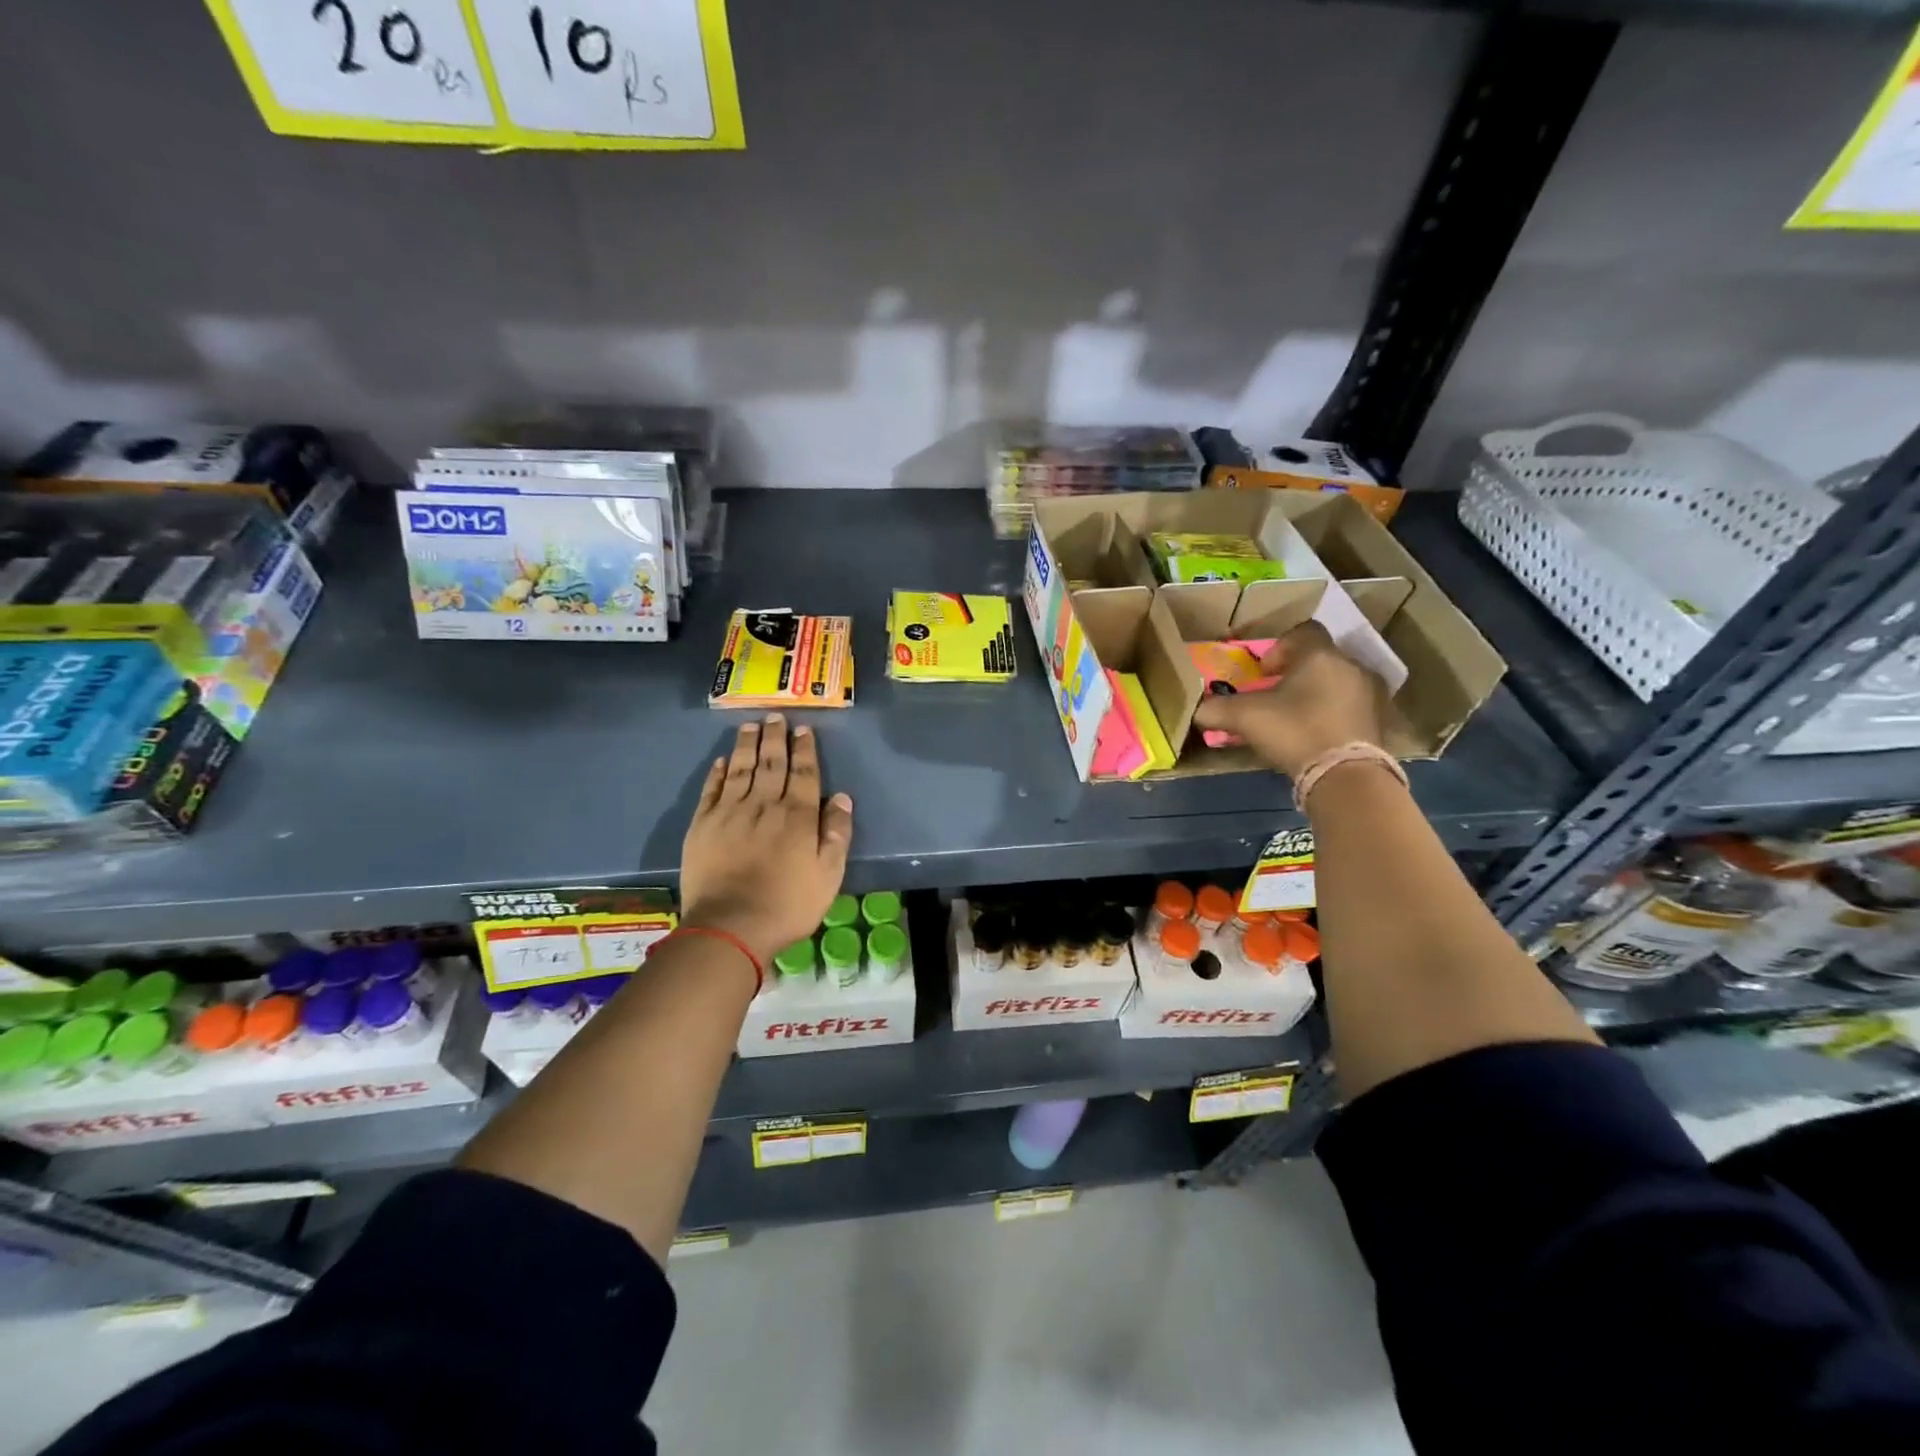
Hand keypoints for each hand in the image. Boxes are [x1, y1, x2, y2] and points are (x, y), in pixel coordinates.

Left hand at [680, 715, 853, 966]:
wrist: (730, 926)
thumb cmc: (788, 904)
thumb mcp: (829, 875)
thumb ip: (837, 834)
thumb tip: (842, 797)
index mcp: (798, 816)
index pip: (804, 773)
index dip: (805, 750)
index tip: (803, 729)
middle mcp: (764, 805)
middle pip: (772, 763)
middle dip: (775, 738)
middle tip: (776, 715)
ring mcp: (730, 812)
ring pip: (741, 769)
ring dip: (747, 745)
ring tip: (750, 725)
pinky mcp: (702, 825)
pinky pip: (712, 790)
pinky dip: (718, 772)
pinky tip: (723, 760)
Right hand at [1190, 622, 1387, 778]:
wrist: (1346, 775)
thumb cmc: (1294, 731)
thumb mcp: (1245, 718)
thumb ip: (1217, 710)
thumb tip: (1197, 710)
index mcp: (1320, 655)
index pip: (1303, 631)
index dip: (1280, 647)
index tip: (1264, 673)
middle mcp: (1351, 666)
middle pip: (1321, 658)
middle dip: (1298, 674)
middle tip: (1276, 696)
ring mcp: (1371, 693)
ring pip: (1338, 682)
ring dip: (1318, 694)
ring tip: (1296, 718)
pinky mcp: (1380, 721)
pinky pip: (1351, 706)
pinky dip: (1334, 714)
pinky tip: (1316, 735)